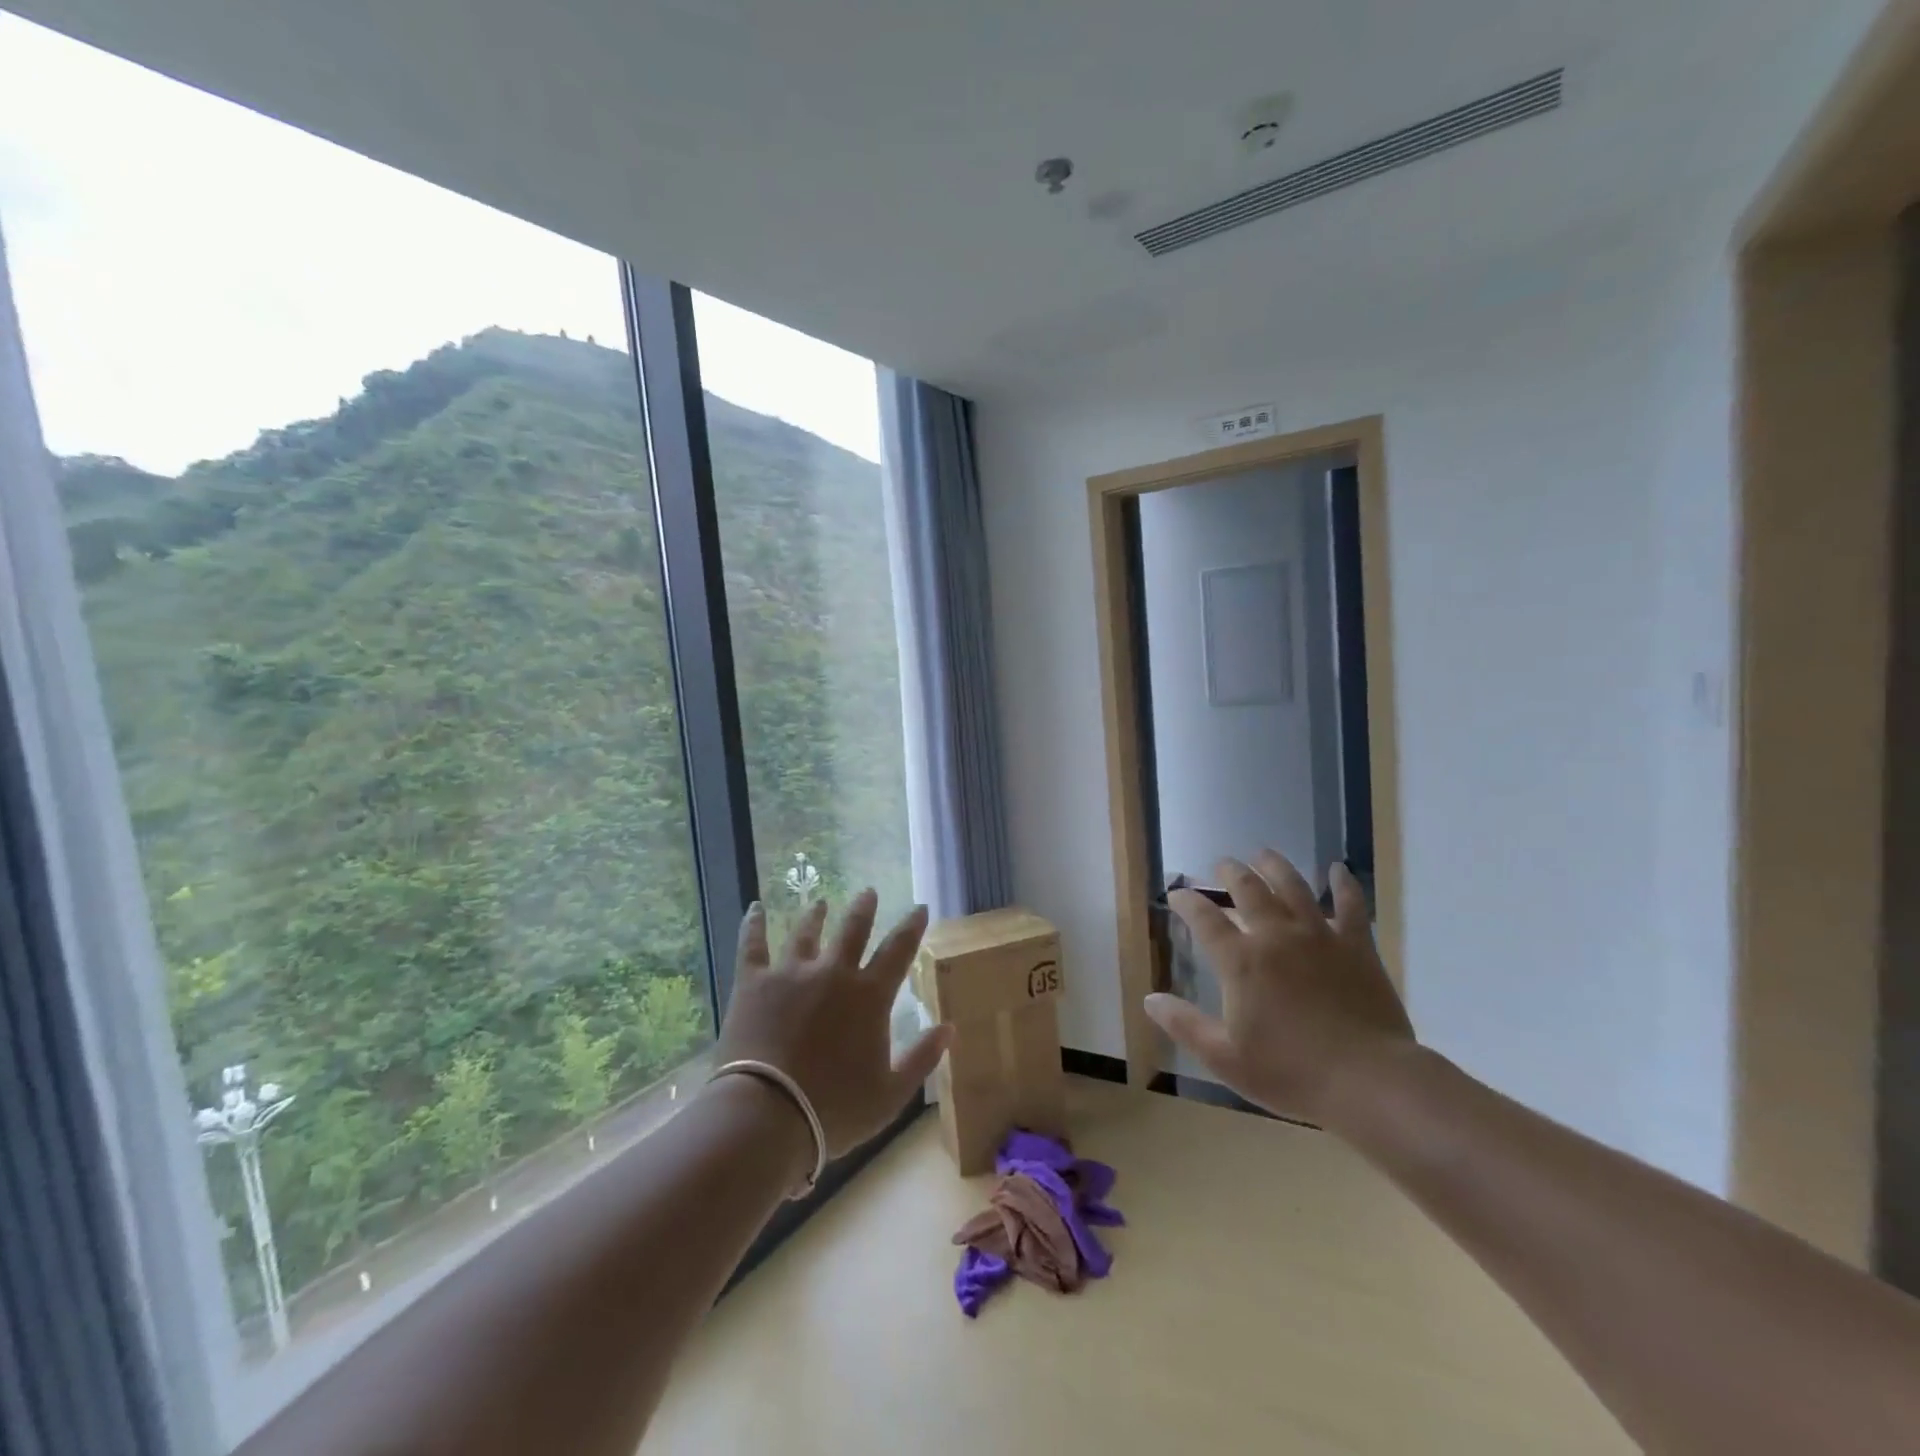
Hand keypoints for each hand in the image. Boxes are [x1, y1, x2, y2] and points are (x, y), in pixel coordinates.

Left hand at [713, 890, 951, 1158]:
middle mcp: (833, 973)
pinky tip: (754, 907)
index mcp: (870, 997)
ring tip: (820, 902)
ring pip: (806, 933)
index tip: (920, 907)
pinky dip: (753, 924)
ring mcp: (791, 973)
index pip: (898, 951)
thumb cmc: (834, 1110)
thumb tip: (950, 1027)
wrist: (767, 1115)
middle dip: (863, 909)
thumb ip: (923, 1058)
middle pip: (852, 930)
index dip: (911, 926)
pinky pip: (752, 945)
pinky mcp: (754, 982)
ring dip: (815, 915)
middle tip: (868, 892)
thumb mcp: (891, 1093)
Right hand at [1145, 852, 1414, 1126]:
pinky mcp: (1357, 946)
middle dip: (1230, 873)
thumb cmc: (1291, 1073)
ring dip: (1274, 866)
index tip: (1177, 893)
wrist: (1368, 1081)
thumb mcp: (1224, 1058)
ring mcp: (1319, 936)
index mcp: (1241, 961)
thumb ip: (1184, 1025)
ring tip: (1263, 854)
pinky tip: (1338, 869)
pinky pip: (1351, 905)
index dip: (1186, 902)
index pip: (1204, 919)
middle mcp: (1276, 936)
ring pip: (1293, 886)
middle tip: (1222, 865)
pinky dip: (1343, 883)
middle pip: (1248, 890)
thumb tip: (1150, 999)